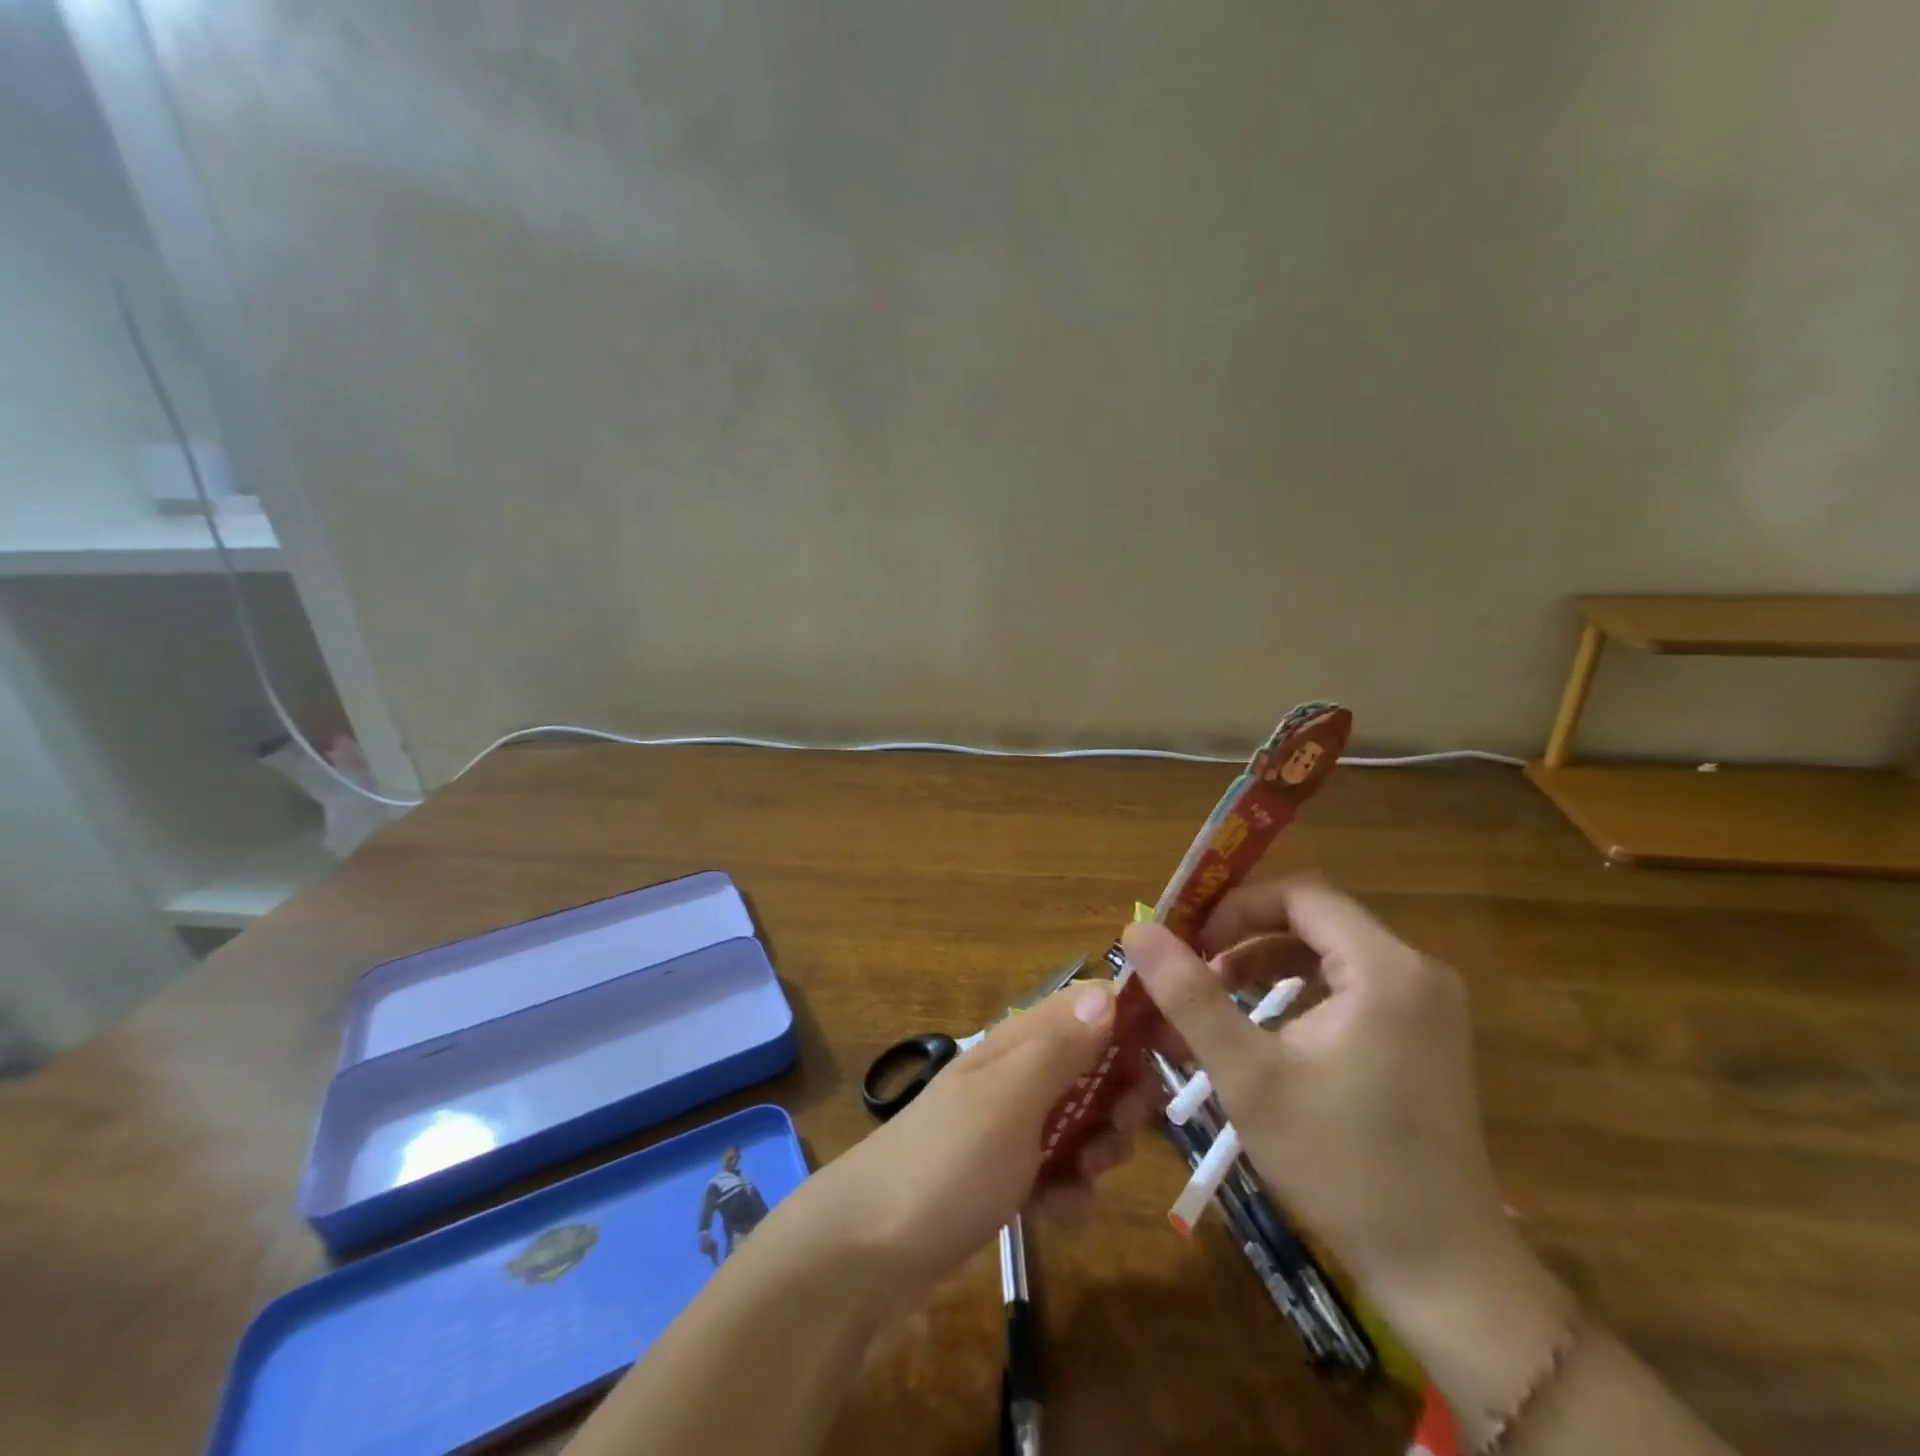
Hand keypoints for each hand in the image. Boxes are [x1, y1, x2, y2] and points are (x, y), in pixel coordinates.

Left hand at [805, 979, 1149, 1299]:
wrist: (869, 1251)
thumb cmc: (946, 1162)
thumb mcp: (1010, 1100)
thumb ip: (1060, 1048)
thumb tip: (1108, 990)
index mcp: (1020, 1041)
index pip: (1090, 1005)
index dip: (1134, 1020)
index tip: (1174, 1055)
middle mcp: (1020, 1073)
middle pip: (1097, 1066)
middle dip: (1120, 1101)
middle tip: (1117, 1135)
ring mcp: (1013, 1124)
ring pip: (1085, 1121)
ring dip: (1097, 1151)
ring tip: (1078, 1180)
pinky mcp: (1008, 1172)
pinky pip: (1061, 1170)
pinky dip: (1067, 1191)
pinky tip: (1053, 1214)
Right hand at [1125, 875, 1511, 1311]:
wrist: (1442, 1269)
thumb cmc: (1339, 1163)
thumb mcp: (1248, 1074)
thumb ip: (1189, 995)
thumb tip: (1136, 931)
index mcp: (1385, 968)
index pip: (1300, 894)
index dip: (1236, 907)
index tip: (1188, 940)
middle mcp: (1416, 971)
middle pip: (1314, 918)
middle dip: (1245, 935)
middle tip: (1193, 966)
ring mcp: (1426, 1004)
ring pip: (1329, 950)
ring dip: (1267, 961)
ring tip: (1217, 993)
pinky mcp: (1424, 1033)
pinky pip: (1350, 983)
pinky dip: (1300, 989)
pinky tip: (1264, 1024)